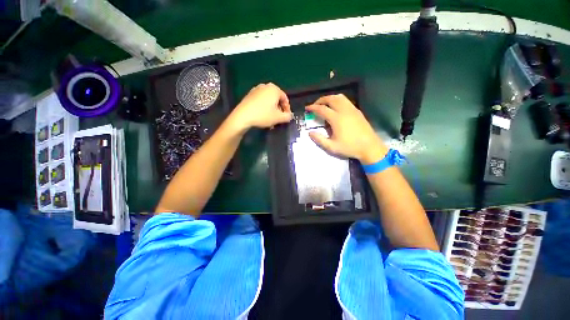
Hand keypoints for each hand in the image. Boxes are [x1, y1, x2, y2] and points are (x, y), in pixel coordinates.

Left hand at [229, 83, 292, 131]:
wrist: (243, 116)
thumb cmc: (263, 115)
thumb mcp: (278, 118)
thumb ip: (287, 116)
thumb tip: (290, 116)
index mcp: (274, 89)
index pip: (285, 98)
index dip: (287, 109)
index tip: (287, 117)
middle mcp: (265, 86)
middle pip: (276, 99)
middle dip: (279, 110)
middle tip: (279, 119)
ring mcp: (256, 90)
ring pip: (268, 101)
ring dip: (272, 110)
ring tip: (271, 120)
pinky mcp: (249, 95)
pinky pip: (261, 101)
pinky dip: (264, 108)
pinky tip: (263, 116)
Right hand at [306, 94, 387, 163]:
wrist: (369, 147)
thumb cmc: (350, 147)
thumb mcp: (332, 147)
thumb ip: (319, 139)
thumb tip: (310, 133)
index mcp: (337, 119)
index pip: (322, 109)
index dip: (313, 108)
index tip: (307, 108)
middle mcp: (344, 111)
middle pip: (330, 99)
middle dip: (320, 100)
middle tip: (315, 106)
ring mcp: (352, 109)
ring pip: (339, 97)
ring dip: (329, 98)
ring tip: (324, 105)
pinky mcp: (357, 111)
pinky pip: (345, 101)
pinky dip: (337, 100)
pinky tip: (336, 108)